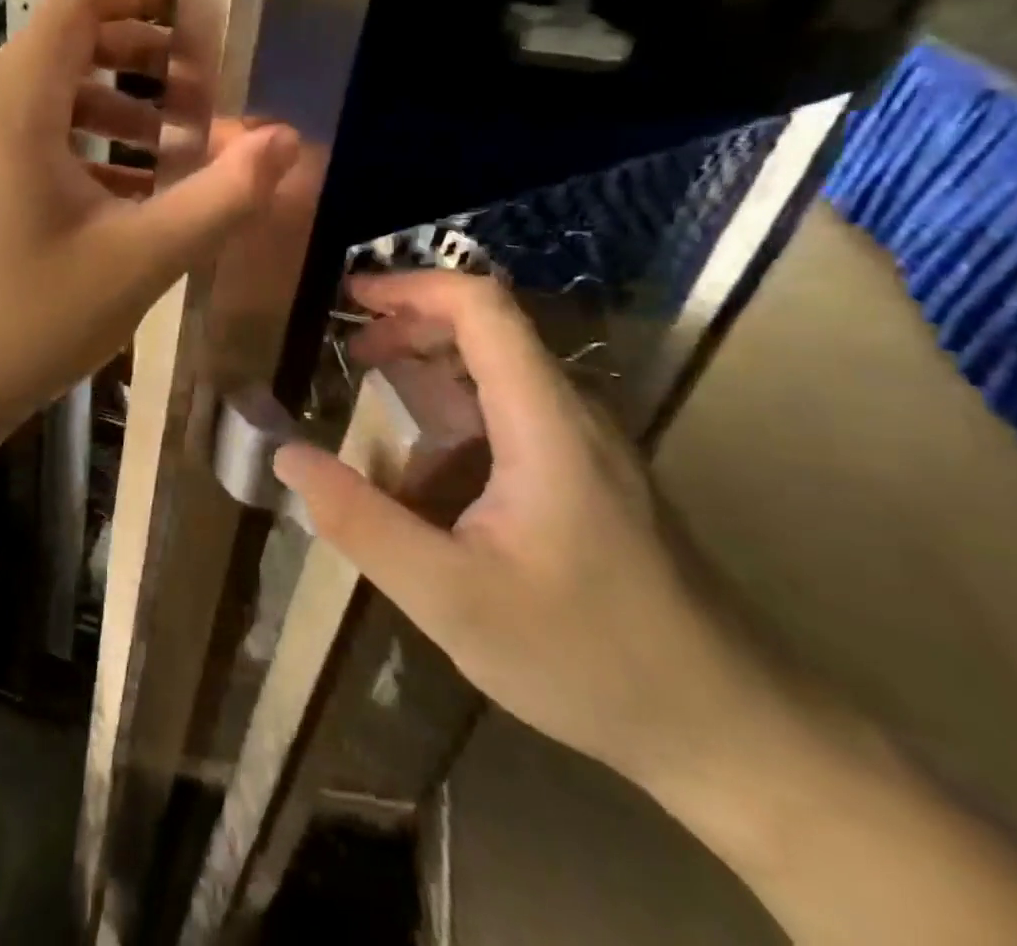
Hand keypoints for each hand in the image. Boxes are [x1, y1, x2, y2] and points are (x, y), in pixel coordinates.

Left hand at [0, 0, 298, 438]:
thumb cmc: (25, 322)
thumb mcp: (138, 261)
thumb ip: (219, 198)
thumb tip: (287, 140)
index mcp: (16, 105)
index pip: (77, 1)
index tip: (202, 6)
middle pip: (67, 46)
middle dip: (144, 57)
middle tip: (206, 91)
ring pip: (52, 99)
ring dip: (120, 110)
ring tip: (179, 149)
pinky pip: (32, 142)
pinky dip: (85, 149)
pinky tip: (128, 198)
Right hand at [275, 269, 764, 784]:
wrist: (729, 729)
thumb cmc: (588, 656)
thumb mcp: (451, 596)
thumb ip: (362, 522)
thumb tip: (287, 456)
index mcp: (543, 420)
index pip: (482, 307)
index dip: (412, 287)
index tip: (350, 296)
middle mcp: (568, 414)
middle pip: (486, 332)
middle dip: (410, 330)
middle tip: (348, 353)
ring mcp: (583, 446)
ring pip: (495, 380)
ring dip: (429, 381)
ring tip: (372, 414)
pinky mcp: (587, 478)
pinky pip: (509, 422)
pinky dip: (454, 426)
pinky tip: (423, 482)